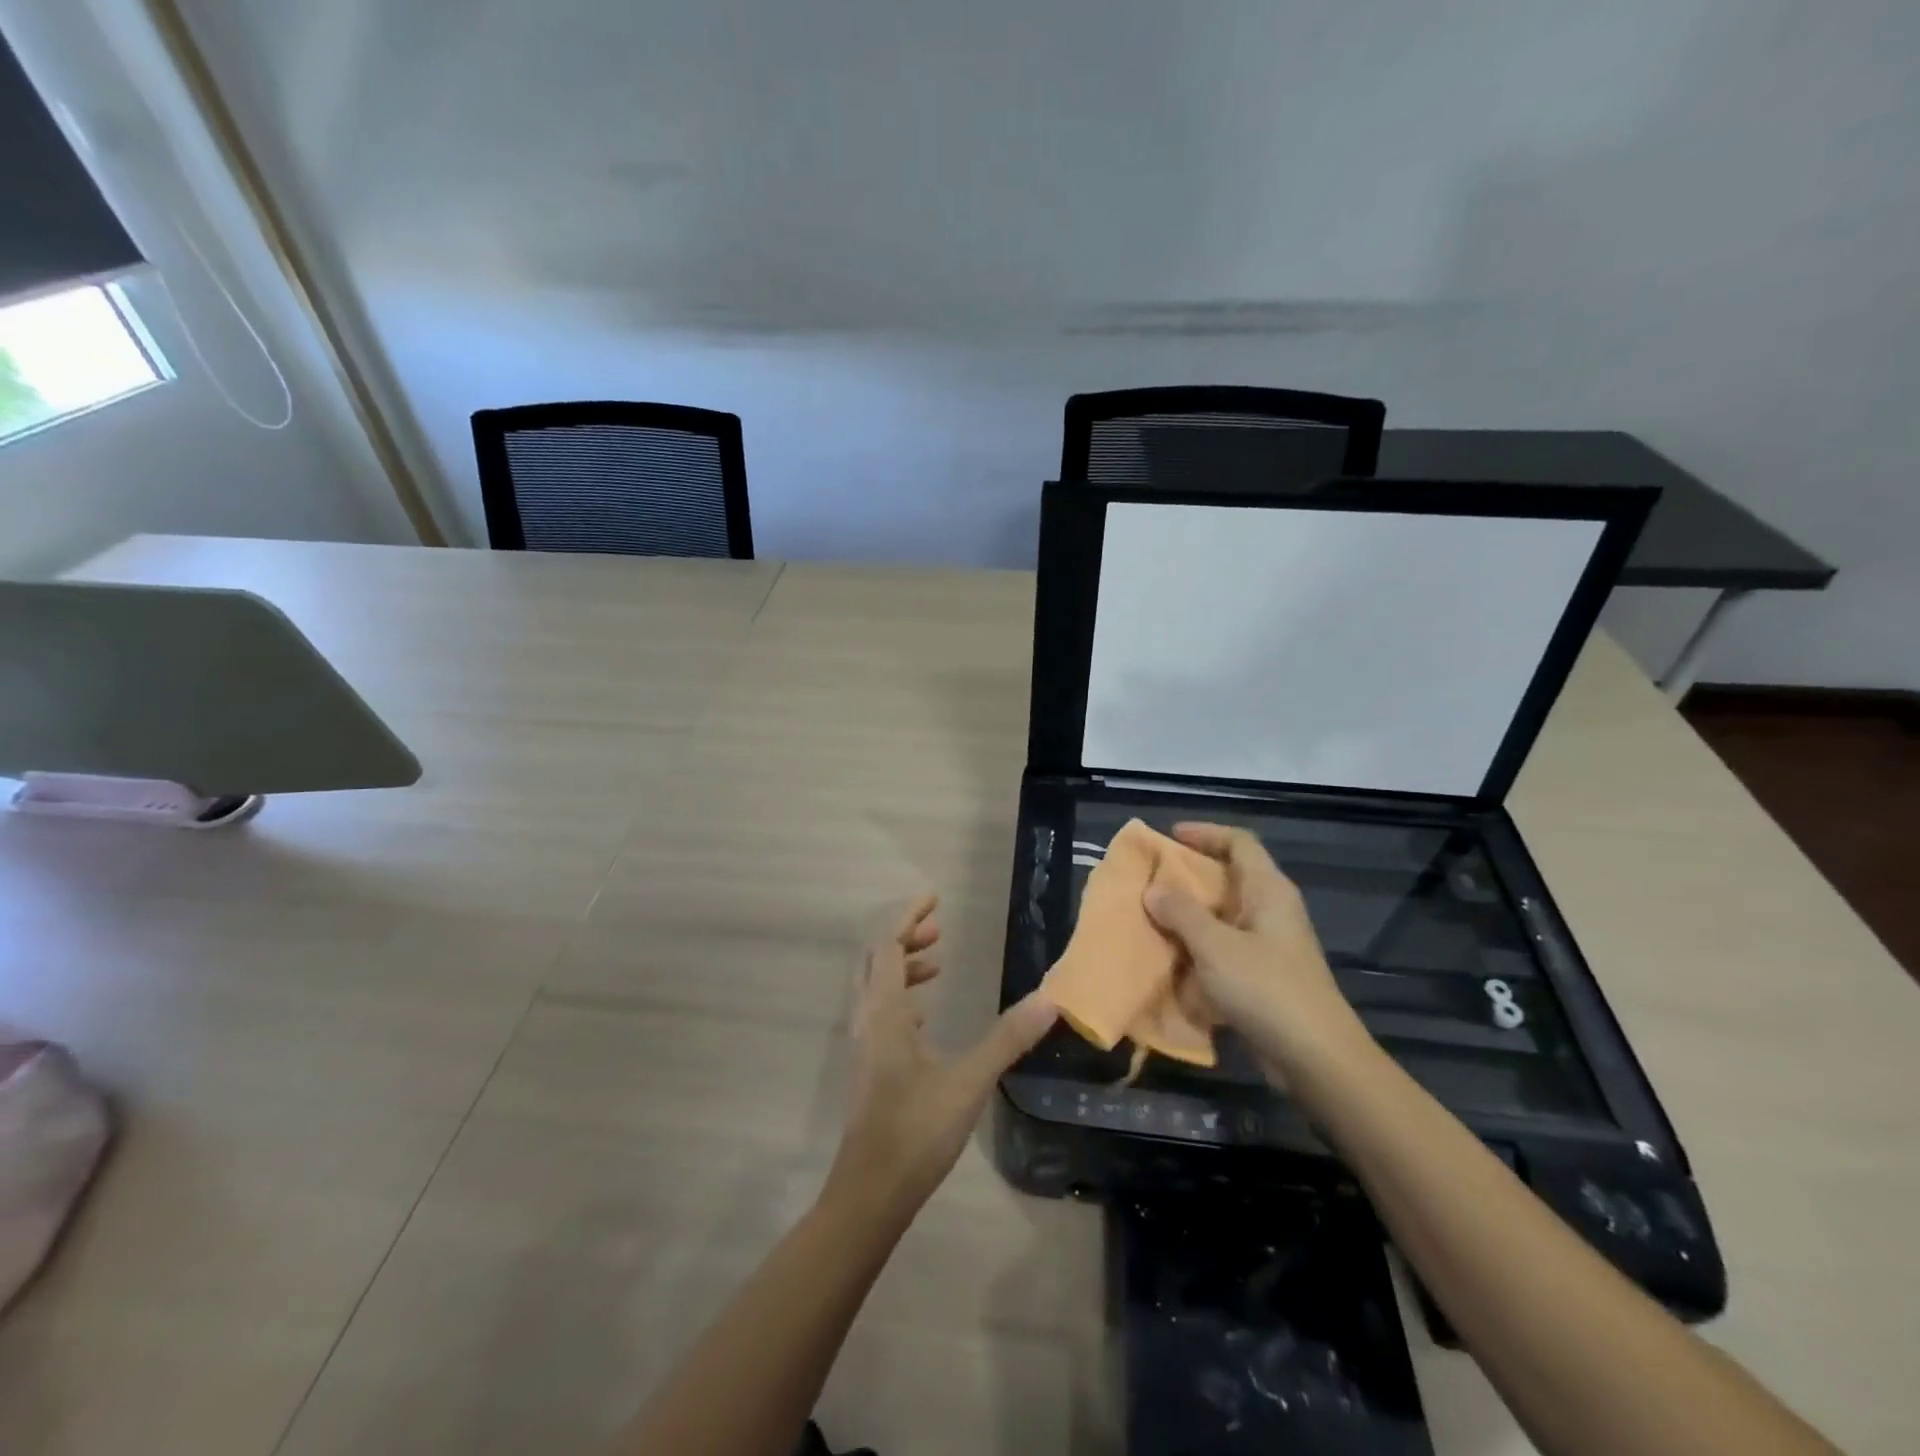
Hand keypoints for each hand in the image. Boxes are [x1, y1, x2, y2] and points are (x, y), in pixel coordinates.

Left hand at [823, 895, 1057, 1227]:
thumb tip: (1049, 998)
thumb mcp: (969, 1079)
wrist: (871, 1192)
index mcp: (884, 1011)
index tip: (934, 899)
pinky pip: (881, 1013)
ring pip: (876, 987)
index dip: (908, 917)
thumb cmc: (916, 1129)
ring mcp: (864, 1045)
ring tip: (937, 964)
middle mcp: (867, 1019)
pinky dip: (902, 997)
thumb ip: (1007, 1037)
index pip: (888, 945)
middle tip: (939, 930)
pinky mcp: (870, 1067)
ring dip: (902, 967)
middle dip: (905, 937)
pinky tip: (926, 1017)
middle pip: (876, 960)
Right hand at [1144, 823, 1374, 1082]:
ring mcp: (1270, 945)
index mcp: (1268, 890)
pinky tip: (1173, 960)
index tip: (1169, 837)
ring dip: (1190, 915)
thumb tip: (1153, 889)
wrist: (1316, 1058)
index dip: (1205, 833)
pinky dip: (1199, 948)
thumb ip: (1181, 913)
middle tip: (1151, 879)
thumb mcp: (1215, 946)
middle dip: (1190, 876)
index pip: (1239, 842)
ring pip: (1224, 915)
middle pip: (1229, 876)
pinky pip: (1225, 948)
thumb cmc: (1267, 989)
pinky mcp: (1264, 976)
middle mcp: (1271, 910)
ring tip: (1152, 917)